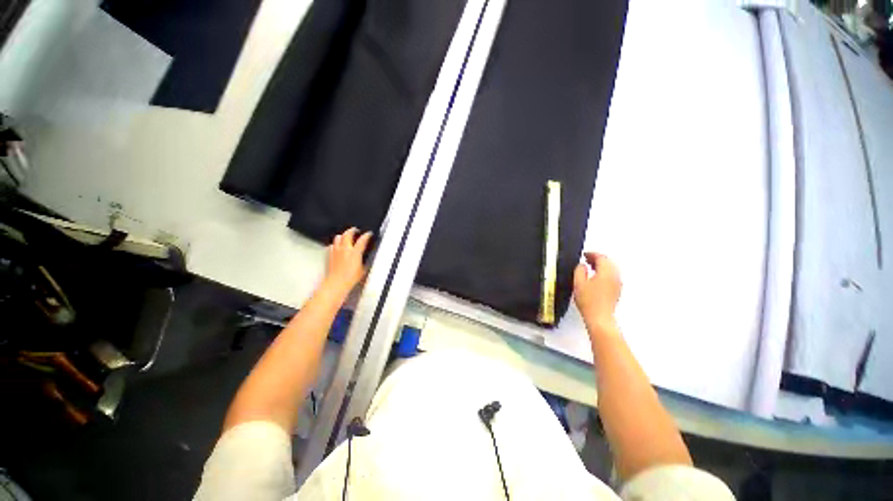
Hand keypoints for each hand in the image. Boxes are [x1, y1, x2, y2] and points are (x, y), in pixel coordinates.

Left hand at [323, 228, 372, 295]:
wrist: (336, 283)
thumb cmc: (349, 279)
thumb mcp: (363, 270)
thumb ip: (364, 261)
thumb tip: (366, 259)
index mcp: (355, 252)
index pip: (362, 240)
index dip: (367, 235)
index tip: (369, 234)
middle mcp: (345, 249)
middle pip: (348, 234)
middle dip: (352, 230)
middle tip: (355, 230)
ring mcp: (336, 251)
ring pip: (338, 237)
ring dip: (343, 235)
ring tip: (346, 236)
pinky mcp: (330, 255)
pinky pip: (332, 245)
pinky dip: (335, 244)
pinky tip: (337, 246)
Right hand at [573, 252, 621, 332]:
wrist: (599, 317)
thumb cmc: (589, 301)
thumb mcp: (578, 282)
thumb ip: (579, 270)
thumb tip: (582, 265)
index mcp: (606, 272)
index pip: (601, 257)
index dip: (592, 254)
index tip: (584, 254)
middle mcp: (615, 276)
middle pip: (608, 262)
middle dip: (598, 259)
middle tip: (587, 259)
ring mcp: (617, 284)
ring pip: (611, 269)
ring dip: (601, 266)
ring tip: (590, 268)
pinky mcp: (617, 291)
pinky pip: (612, 277)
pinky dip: (604, 273)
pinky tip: (596, 278)